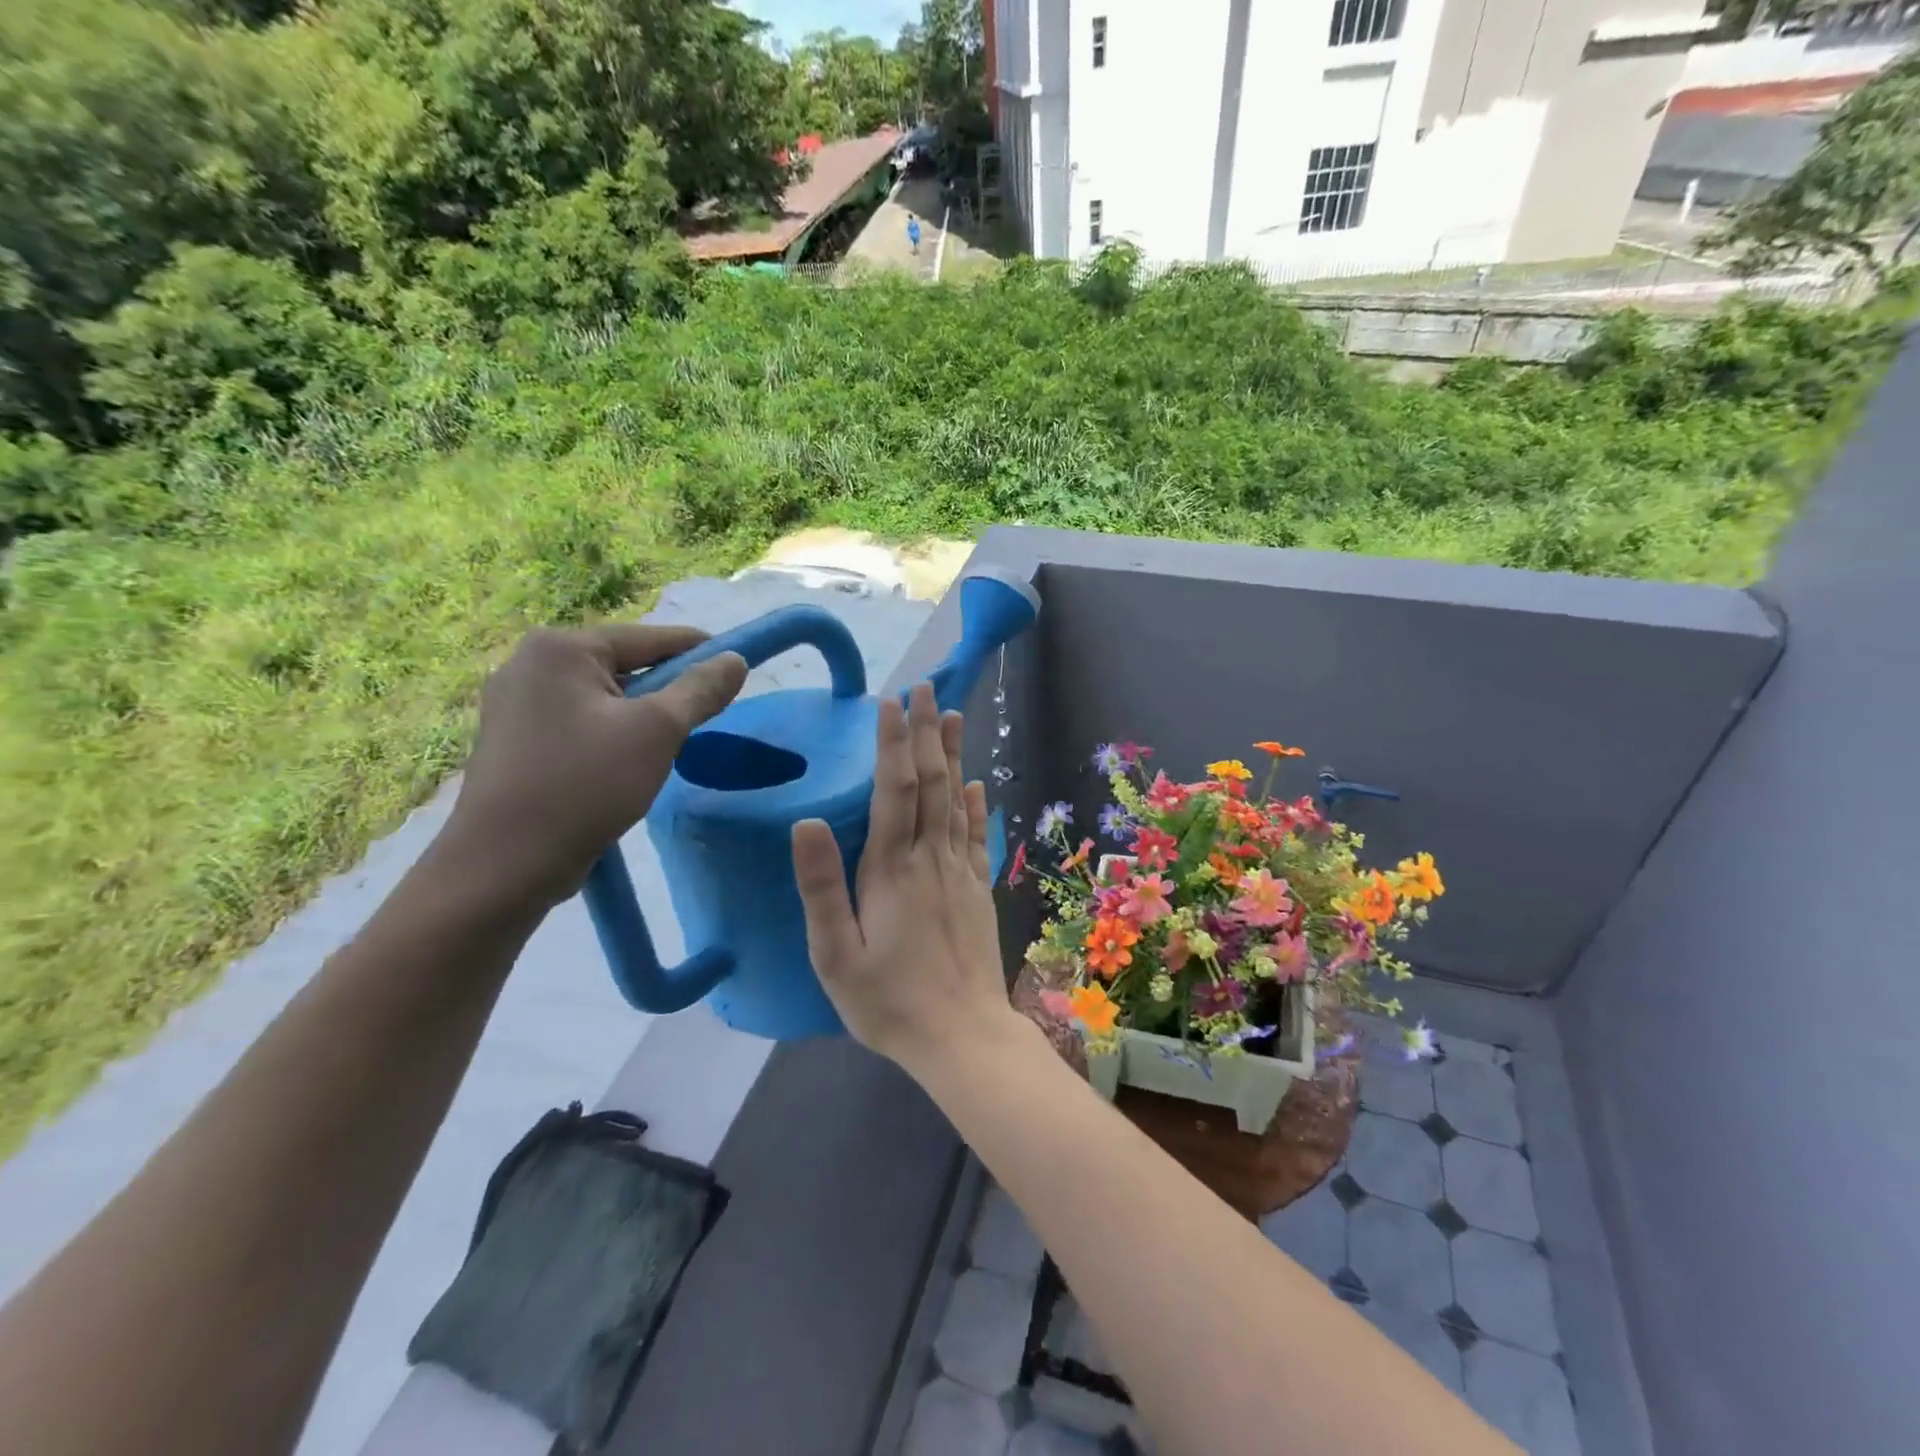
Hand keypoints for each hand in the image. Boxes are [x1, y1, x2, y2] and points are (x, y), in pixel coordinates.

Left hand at [441, 624, 746, 910]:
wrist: (505, 864)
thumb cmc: (586, 785)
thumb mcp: (658, 731)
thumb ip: (700, 689)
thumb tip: (735, 659)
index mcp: (560, 648)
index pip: (649, 638)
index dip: (699, 652)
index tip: (736, 669)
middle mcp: (529, 663)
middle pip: (624, 665)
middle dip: (666, 690)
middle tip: (702, 718)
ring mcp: (513, 703)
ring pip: (602, 697)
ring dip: (639, 715)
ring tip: (665, 746)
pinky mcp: (512, 739)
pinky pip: (578, 721)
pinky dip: (609, 733)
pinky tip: (624, 763)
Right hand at [791, 683, 1016, 1071]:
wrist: (963, 1038)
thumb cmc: (888, 1002)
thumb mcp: (835, 954)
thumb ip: (821, 887)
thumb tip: (806, 821)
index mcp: (892, 869)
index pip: (895, 790)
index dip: (893, 743)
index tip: (893, 702)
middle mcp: (930, 859)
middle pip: (932, 782)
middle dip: (926, 732)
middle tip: (926, 687)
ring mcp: (960, 873)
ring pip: (958, 800)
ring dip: (954, 754)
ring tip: (953, 714)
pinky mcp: (977, 891)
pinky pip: (978, 836)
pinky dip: (977, 805)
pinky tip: (978, 784)